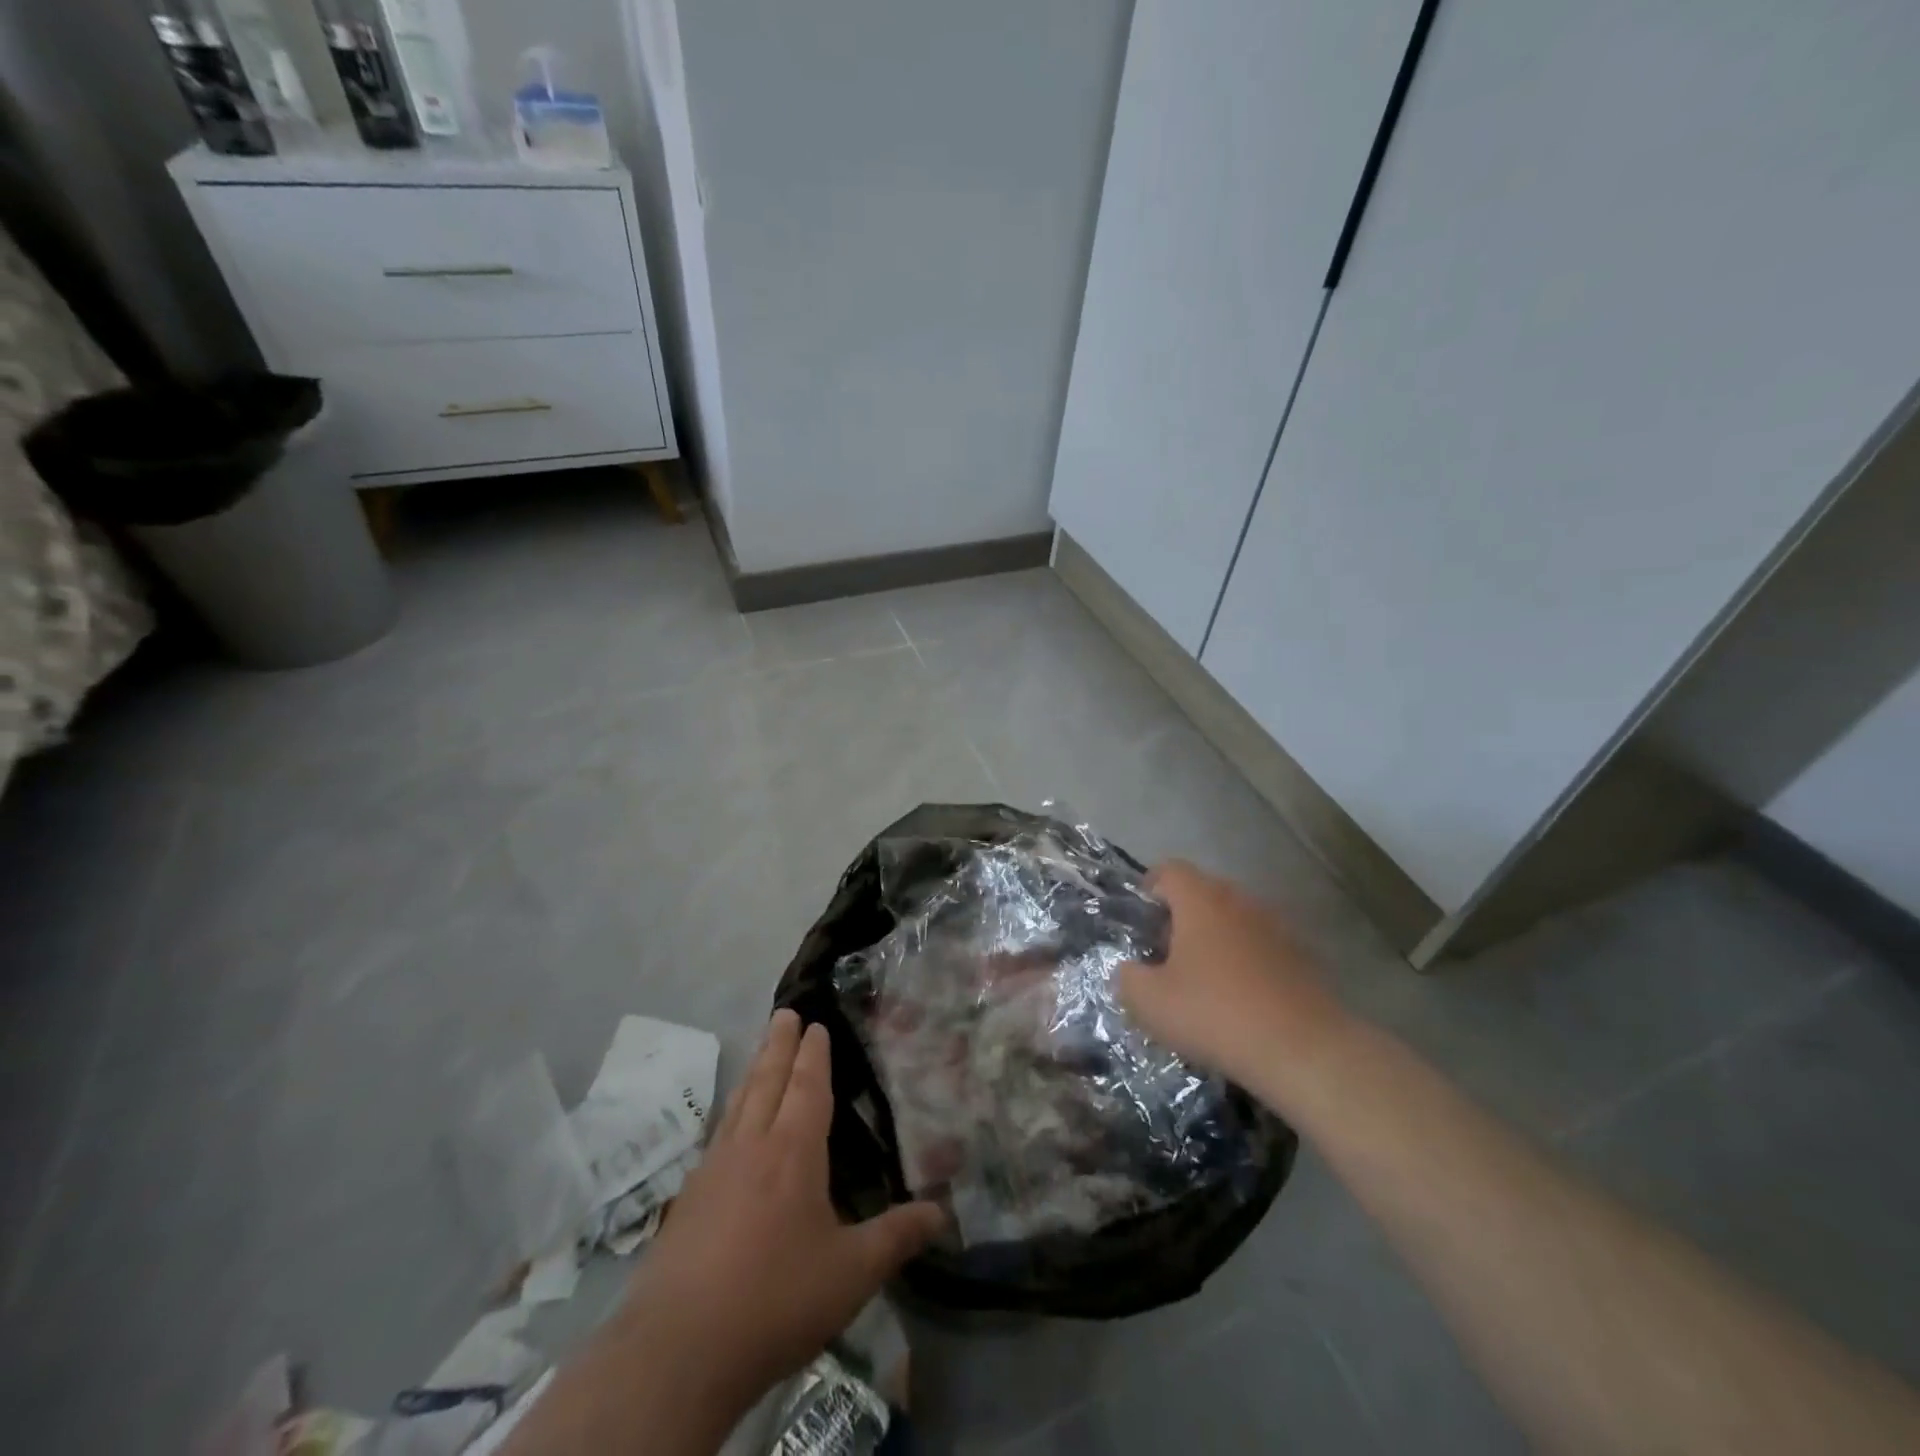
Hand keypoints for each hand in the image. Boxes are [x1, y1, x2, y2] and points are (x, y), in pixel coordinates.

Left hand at [619, 1010, 944, 1419]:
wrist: (678, 1351)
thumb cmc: (775, 1300)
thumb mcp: (851, 1273)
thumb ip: (896, 1237)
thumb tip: (943, 1214)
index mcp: (792, 1152)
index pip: (806, 1087)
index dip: (813, 1054)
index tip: (814, 1025)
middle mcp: (750, 1146)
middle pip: (766, 1081)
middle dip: (778, 1044)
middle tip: (784, 1012)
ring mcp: (713, 1170)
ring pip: (738, 1104)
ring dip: (753, 1072)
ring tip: (760, 1053)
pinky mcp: (687, 1200)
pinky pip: (717, 1136)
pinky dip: (730, 1113)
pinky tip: (729, 1129)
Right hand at [1118, 861, 1347, 1102]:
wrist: (1305, 1050)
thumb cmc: (1216, 1014)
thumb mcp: (1150, 1002)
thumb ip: (1127, 977)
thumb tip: (1131, 969)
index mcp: (1201, 900)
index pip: (1169, 870)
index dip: (1149, 889)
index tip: (1140, 922)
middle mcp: (1240, 900)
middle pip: (1202, 892)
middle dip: (1180, 917)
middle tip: (1165, 955)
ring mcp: (1276, 926)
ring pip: (1234, 919)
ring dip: (1215, 939)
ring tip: (1202, 980)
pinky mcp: (1302, 955)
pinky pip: (1261, 946)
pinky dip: (1245, 961)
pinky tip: (1240, 999)